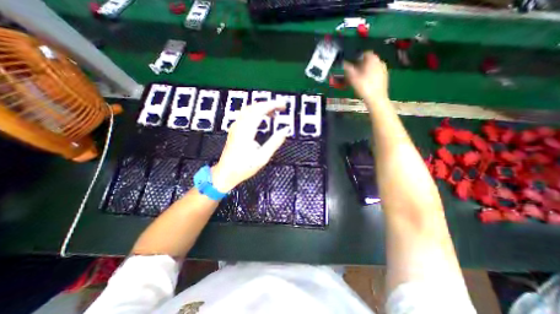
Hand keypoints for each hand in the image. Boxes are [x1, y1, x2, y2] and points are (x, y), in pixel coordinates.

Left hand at [210, 101, 288, 192]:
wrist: (226, 173)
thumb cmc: (243, 167)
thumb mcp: (262, 157)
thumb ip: (274, 142)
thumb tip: (285, 130)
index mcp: (246, 131)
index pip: (260, 110)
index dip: (273, 105)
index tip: (283, 106)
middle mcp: (239, 126)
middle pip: (254, 106)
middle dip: (269, 104)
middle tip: (280, 108)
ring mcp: (235, 127)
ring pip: (249, 109)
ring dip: (262, 107)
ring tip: (274, 113)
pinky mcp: (235, 130)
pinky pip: (245, 115)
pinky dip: (256, 112)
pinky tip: (261, 118)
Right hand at [341, 51, 389, 104]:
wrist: (376, 99)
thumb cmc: (364, 87)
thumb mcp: (353, 78)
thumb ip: (348, 69)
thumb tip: (343, 63)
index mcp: (373, 59)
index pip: (365, 53)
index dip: (357, 58)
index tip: (351, 64)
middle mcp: (380, 61)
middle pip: (369, 60)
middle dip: (361, 65)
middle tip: (353, 73)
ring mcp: (383, 69)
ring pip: (372, 67)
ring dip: (365, 70)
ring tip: (358, 79)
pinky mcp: (385, 77)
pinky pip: (376, 73)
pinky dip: (370, 75)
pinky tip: (365, 83)